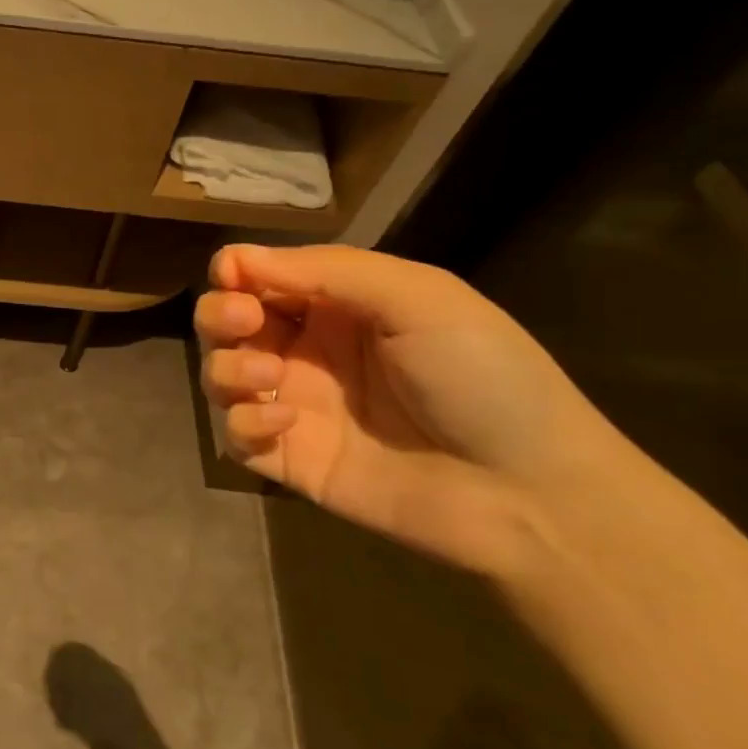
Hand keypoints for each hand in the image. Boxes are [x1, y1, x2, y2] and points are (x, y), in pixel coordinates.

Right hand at [196, 244, 631, 578]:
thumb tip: (236, 256)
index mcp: (339, 306)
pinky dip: (244, 425)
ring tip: (270, 379)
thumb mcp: (417, 298)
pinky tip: (285, 424)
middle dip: (219, 315)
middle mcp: (308, 351)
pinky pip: (236, 436)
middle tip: (243, 323)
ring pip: (221, 376)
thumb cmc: (482, 376)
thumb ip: (325, 270)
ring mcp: (296, 406)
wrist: (528, 491)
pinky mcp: (290, 459)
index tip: (234, 279)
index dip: (237, 271)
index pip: (262, 276)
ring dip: (228, 369)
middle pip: (227, 321)